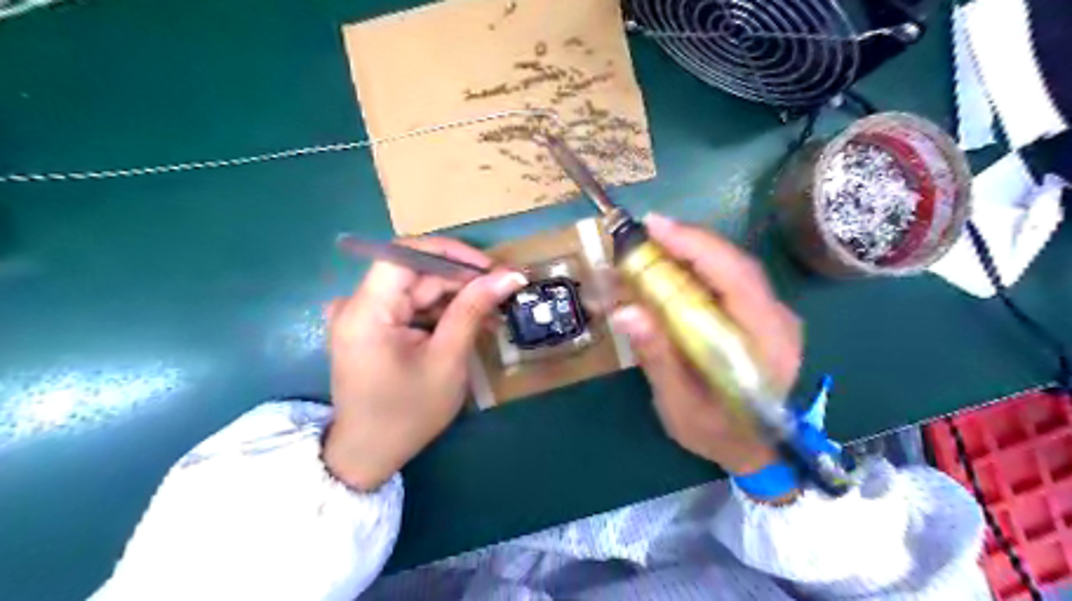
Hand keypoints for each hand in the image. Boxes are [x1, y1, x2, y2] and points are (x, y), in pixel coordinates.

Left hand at [324, 236, 528, 489]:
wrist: (369, 454)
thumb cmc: (408, 413)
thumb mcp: (447, 360)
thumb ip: (473, 310)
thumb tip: (510, 275)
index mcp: (366, 311)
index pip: (405, 254)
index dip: (451, 253)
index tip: (490, 268)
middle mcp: (357, 304)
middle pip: (415, 273)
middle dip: (461, 280)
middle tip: (503, 292)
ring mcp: (361, 314)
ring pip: (416, 288)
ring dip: (455, 297)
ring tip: (493, 312)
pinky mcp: (371, 326)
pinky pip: (410, 305)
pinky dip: (440, 312)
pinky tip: (468, 324)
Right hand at [612, 215, 802, 473]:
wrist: (753, 451)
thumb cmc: (717, 434)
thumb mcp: (681, 405)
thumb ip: (659, 359)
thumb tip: (627, 312)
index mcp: (766, 343)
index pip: (737, 278)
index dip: (697, 246)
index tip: (656, 228)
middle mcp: (778, 321)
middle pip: (736, 265)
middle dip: (690, 242)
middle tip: (646, 232)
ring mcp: (773, 316)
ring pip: (733, 268)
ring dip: (692, 252)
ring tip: (653, 246)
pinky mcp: (760, 317)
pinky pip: (729, 281)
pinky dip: (699, 268)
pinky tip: (673, 268)